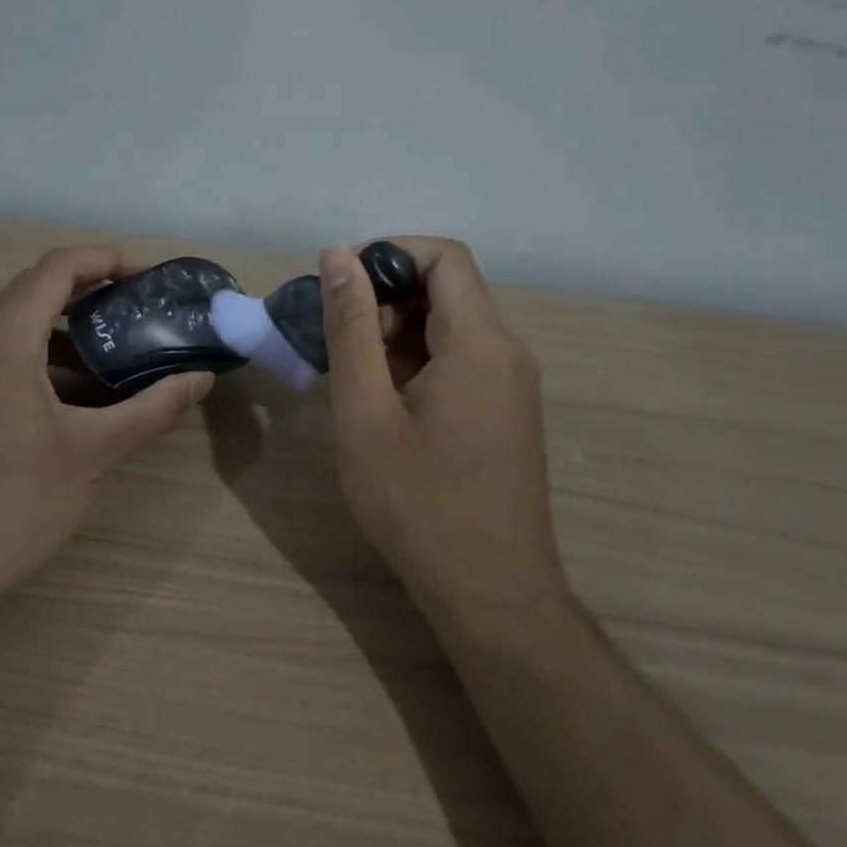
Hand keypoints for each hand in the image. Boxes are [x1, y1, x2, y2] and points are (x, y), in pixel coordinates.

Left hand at [0, 247, 212, 612]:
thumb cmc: (14, 500)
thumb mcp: (93, 450)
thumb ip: (150, 409)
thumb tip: (201, 381)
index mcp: (4, 337)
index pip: (58, 267)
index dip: (108, 260)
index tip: (151, 277)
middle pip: (35, 289)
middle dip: (92, 291)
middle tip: (141, 310)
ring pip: (16, 326)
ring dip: (67, 328)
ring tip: (117, 350)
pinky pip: (1, 357)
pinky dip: (43, 358)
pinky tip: (76, 395)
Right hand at [319, 239, 568, 628]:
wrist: (490, 593)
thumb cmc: (418, 502)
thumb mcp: (365, 411)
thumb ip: (351, 327)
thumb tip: (339, 255)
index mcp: (480, 342)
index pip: (444, 257)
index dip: (389, 253)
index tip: (340, 284)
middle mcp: (506, 353)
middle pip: (447, 290)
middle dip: (386, 298)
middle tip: (335, 339)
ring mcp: (510, 387)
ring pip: (450, 329)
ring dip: (397, 334)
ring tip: (351, 375)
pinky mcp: (504, 414)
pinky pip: (460, 363)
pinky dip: (416, 363)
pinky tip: (382, 403)